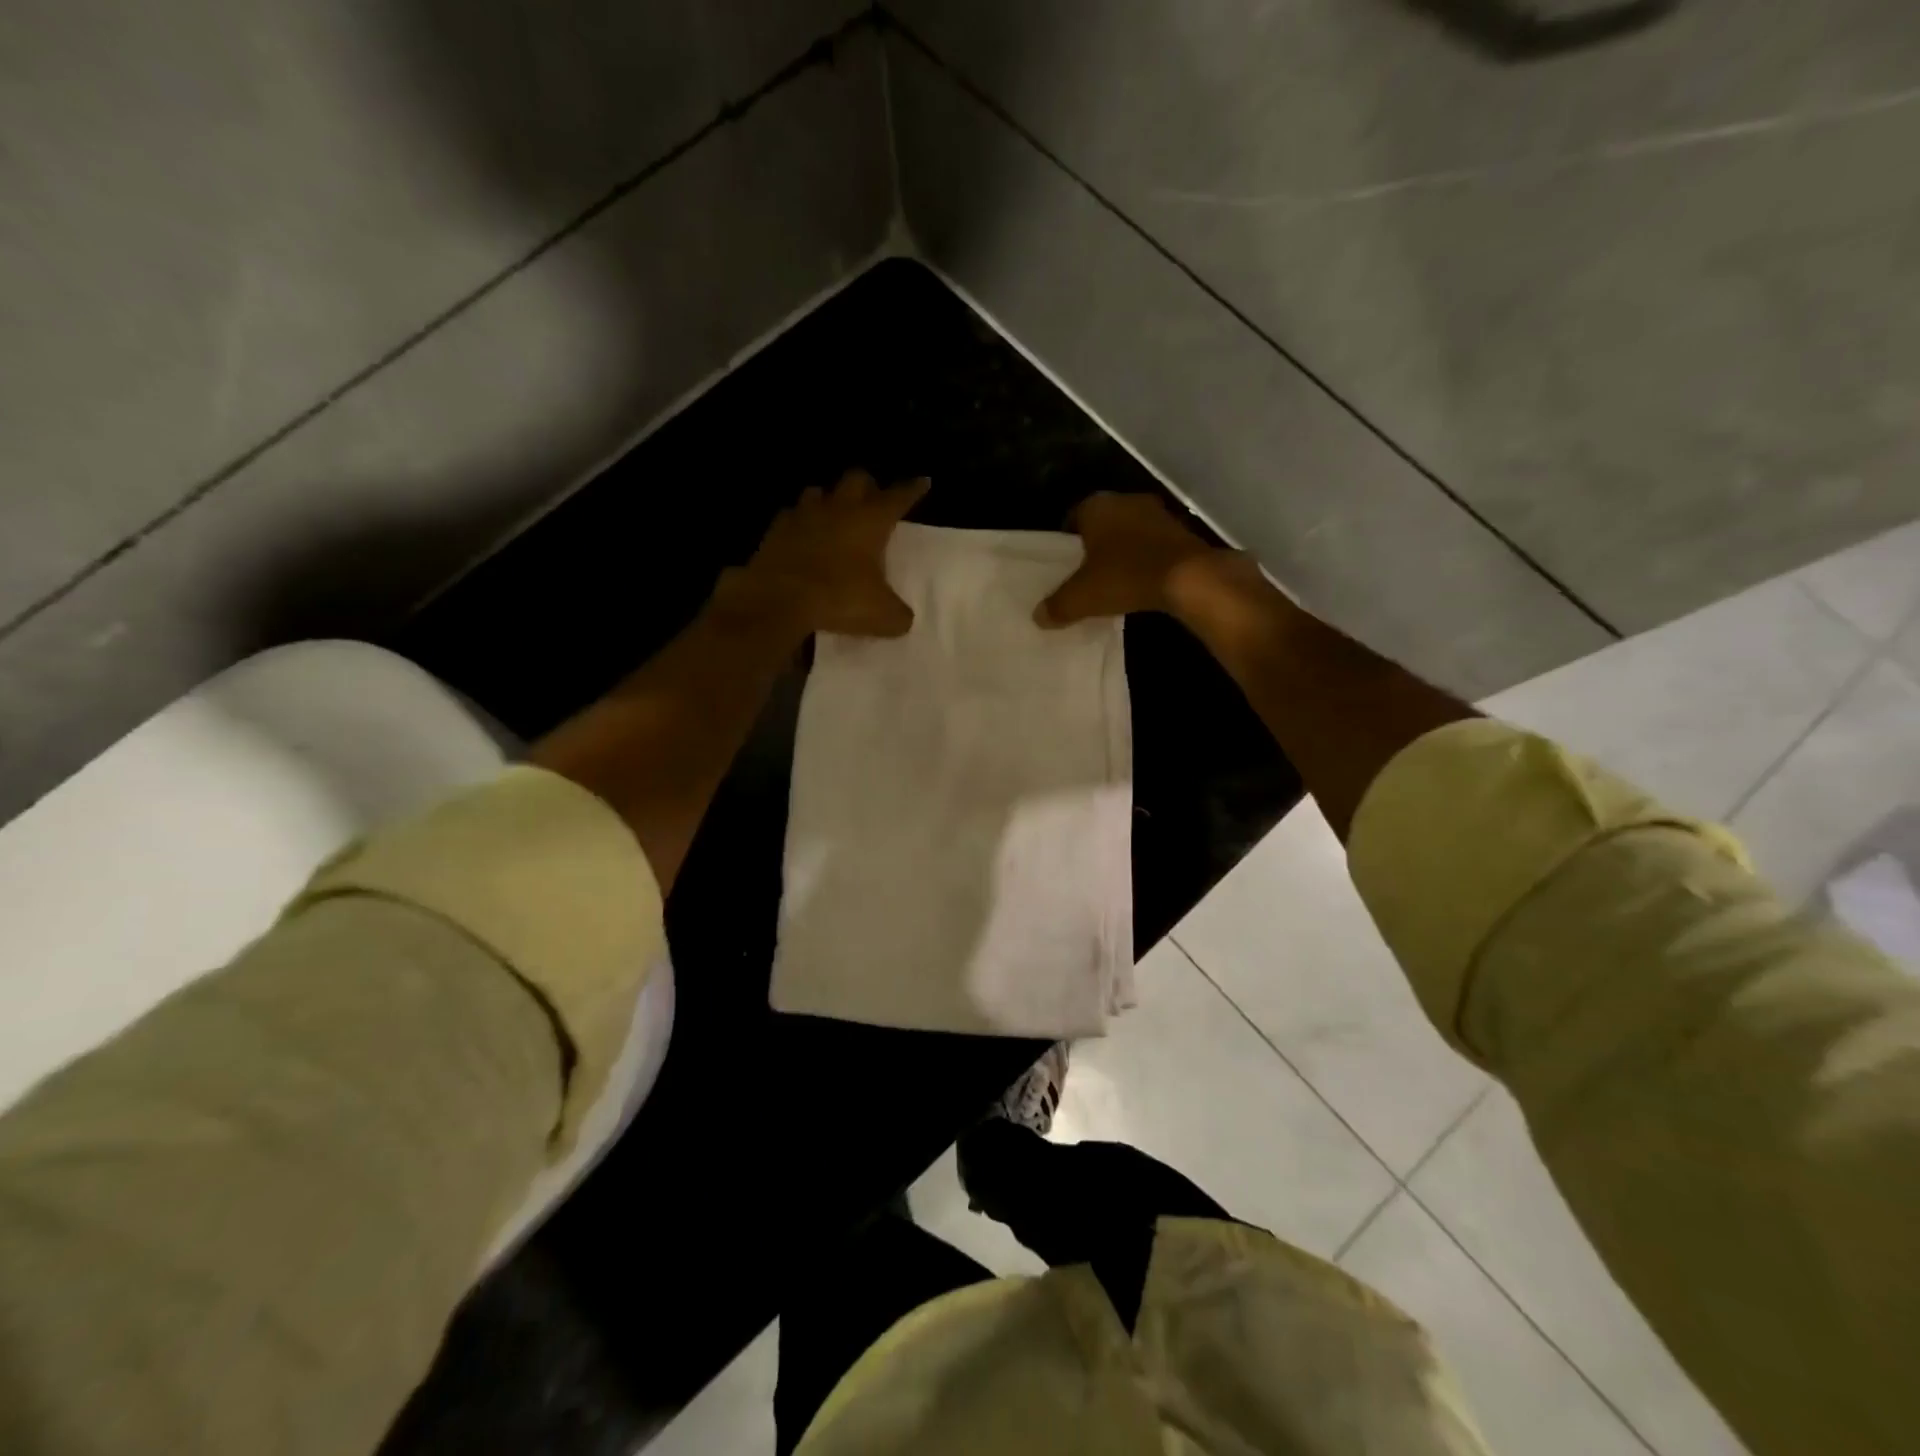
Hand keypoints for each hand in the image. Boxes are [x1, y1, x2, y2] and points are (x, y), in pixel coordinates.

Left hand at [720, 470, 928, 637]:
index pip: (899, 496)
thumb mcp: (882, 616)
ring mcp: (804, 514)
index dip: (912, 489)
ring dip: (830, 500)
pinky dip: (800, 522)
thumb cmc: (839, 599)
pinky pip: (791, 515)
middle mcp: (839, 508)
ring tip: (834, 515)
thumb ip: (898, 614)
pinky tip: (802, 535)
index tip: (922, 482)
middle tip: (873, 500)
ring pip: (820, 491)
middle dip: (868, 486)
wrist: (779, 600)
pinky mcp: (776, 529)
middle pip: (857, 479)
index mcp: (871, 521)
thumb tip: (901, 618)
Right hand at [1035, 492, 1225, 626]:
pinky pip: (1152, 545)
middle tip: (1086, 574)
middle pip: (1102, 524)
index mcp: (1097, 506)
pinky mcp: (1181, 531)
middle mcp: (1127, 501)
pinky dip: (1145, 560)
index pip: (1072, 518)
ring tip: (1113, 580)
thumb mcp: (1082, 598)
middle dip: (1094, 547)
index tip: (1064, 565)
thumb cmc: (1126, 576)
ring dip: (1122, 552)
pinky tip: (1141, 582)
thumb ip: (1057, 606)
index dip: (1066, 543)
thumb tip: (1038, 617)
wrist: (1188, 578)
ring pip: (1129, 533)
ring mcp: (1157, 514)